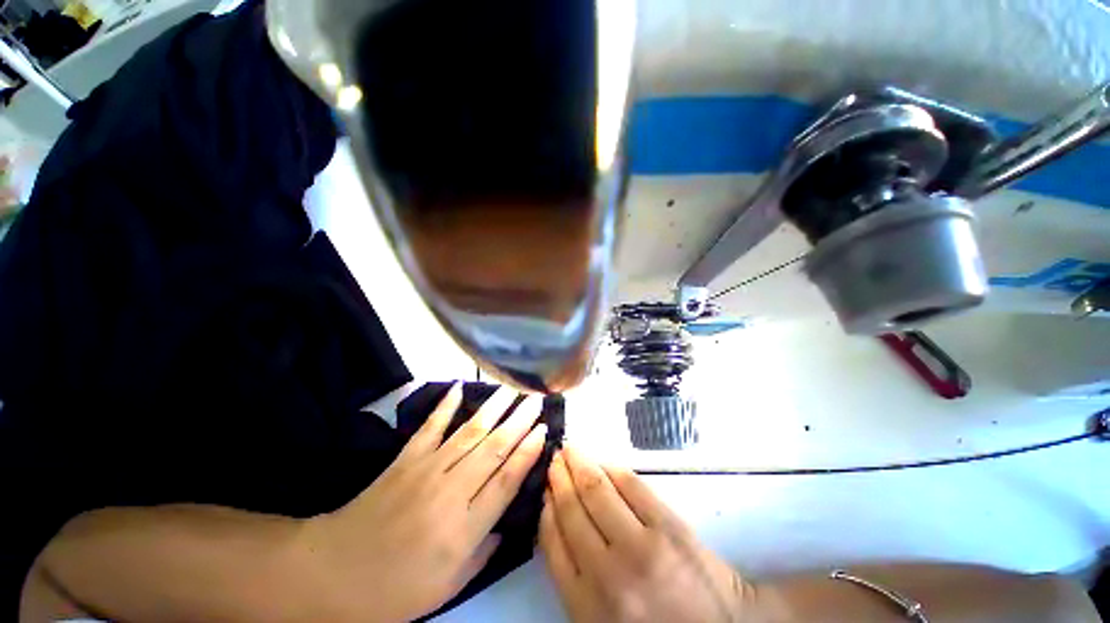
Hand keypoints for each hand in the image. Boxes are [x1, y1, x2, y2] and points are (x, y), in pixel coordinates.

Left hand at [298, 383, 547, 621]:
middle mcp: (451, 491)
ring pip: (469, 432)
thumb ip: (484, 553)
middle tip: (537, 398)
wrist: (332, 574)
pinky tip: (458, 387)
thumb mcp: (448, 587)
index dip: (528, 452)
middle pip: (494, 448)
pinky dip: (444, 405)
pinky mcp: (404, 459)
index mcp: (464, 527)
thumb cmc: (394, 590)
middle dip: (520, 420)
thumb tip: (508, 522)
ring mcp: (426, 469)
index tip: (544, 429)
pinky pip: (429, 427)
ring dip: (494, 408)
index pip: (507, 480)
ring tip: (512, 388)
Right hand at [540, 447, 756, 621]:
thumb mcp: (602, 618)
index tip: (544, 488)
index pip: (553, 542)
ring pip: (597, 490)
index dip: (546, 507)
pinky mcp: (668, 525)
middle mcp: (608, 573)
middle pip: (573, 509)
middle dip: (559, 477)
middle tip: (554, 457)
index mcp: (587, 604)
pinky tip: (601, 460)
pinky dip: (611, 467)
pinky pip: (630, 484)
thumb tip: (557, 519)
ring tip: (570, 449)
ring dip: (579, 463)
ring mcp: (640, 545)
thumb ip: (575, 577)